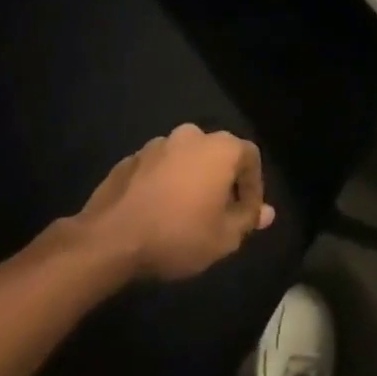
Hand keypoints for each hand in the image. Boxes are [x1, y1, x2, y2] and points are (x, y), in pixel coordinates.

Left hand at [76, 124, 275, 280]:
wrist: (110, 240)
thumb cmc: (178, 235)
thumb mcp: (224, 238)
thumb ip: (248, 220)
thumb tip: (266, 212)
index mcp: (220, 148)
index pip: (250, 158)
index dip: (254, 187)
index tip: (247, 214)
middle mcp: (191, 136)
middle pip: (217, 155)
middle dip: (221, 180)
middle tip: (217, 212)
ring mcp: (156, 144)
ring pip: (185, 160)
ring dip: (190, 180)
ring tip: (184, 212)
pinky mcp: (129, 159)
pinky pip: (157, 169)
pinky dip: (162, 184)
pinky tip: (156, 211)